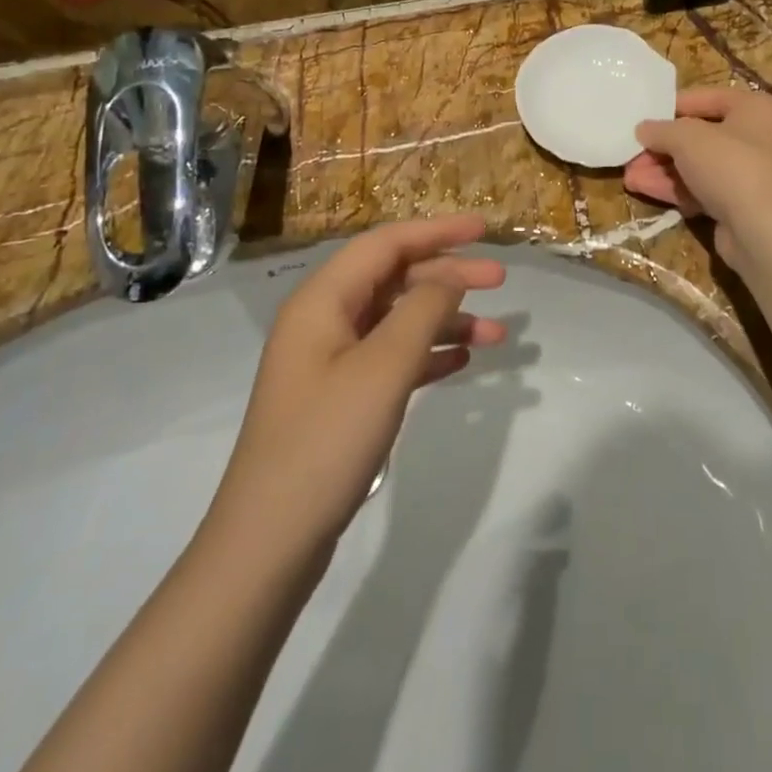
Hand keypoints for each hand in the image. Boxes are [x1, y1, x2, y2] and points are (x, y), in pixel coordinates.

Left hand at [208, 216, 505, 551]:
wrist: (270, 541)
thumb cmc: (326, 441)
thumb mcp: (383, 368)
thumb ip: (422, 310)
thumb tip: (451, 274)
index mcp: (323, 301)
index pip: (386, 244)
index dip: (437, 231)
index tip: (485, 230)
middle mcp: (324, 321)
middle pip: (394, 278)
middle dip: (448, 275)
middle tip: (501, 281)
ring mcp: (331, 361)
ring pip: (397, 320)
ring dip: (445, 319)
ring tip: (496, 335)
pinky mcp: (340, 397)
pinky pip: (392, 357)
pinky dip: (427, 353)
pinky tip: (460, 360)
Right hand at [626, 87, 771, 267]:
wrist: (763, 230)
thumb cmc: (731, 165)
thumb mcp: (687, 137)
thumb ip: (661, 129)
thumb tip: (643, 129)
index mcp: (758, 109)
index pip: (710, 98)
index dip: (674, 106)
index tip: (645, 115)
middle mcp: (760, 138)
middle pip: (701, 136)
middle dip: (663, 146)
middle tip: (632, 151)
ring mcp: (751, 174)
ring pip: (699, 166)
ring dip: (662, 169)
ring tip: (629, 174)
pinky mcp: (740, 205)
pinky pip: (703, 189)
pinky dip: (675, 188)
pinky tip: (642, 188)